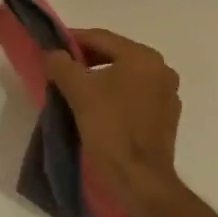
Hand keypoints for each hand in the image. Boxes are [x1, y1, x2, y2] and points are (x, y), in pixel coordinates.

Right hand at [42, 29, 183, 216]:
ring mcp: (167, 94)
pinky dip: (114, 95)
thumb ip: (61, 64)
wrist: (140, 179)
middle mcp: (161, 70)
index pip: (100, 37)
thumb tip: (53, 53)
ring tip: (74, 88)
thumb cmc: (110, 128)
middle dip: (85, 59)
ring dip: (99, 77)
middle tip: (59, 68)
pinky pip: (134, 95)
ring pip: (124, 75)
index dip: (71, 39)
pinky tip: (97, 108)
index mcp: (143, 57)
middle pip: (114, 54)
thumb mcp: (78, 91)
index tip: (50, 46)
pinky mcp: (166, 117)